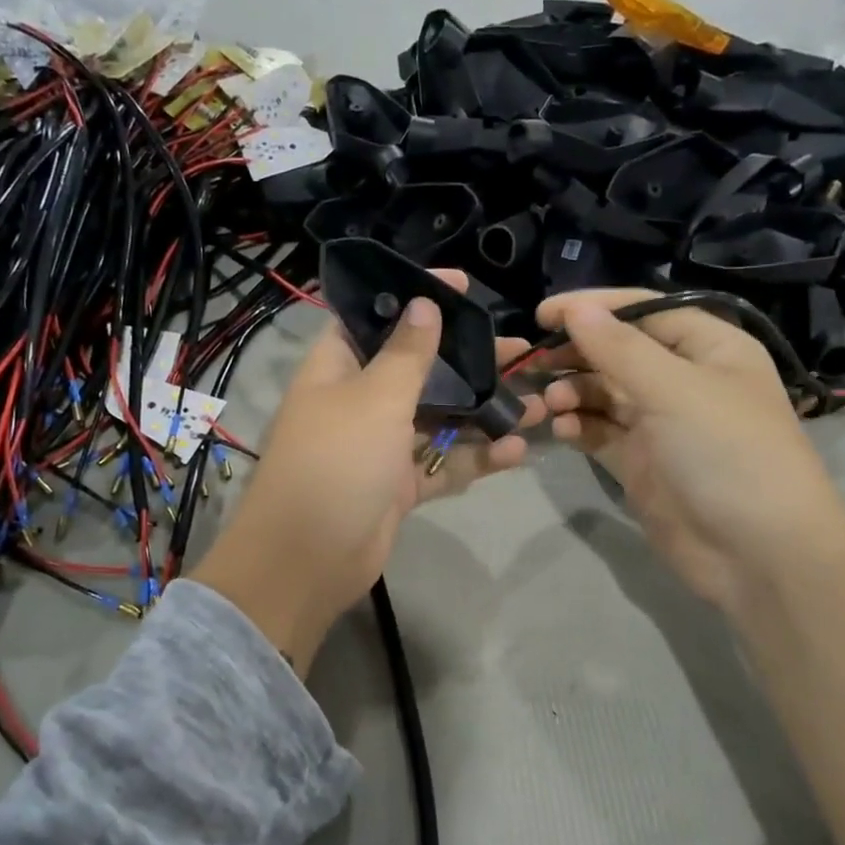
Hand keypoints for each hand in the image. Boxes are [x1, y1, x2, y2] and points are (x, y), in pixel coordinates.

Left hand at [194, 280, 541, 675]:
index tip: (463, 285)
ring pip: (438, 419)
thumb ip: (406, 353)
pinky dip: (475, 458)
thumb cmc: (337, 461)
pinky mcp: (398, 486)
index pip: (375, 318)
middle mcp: (358, 401)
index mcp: (337, 368)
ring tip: (535, 404)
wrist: (309, 558)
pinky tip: (516, 451)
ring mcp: (379, 446)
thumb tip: (423, 305)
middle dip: (468, 359)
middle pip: (419, 369)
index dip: (414, 298)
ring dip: (483, 413)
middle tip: (519, 348)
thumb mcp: (374, 397)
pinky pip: (442, 464)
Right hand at [533, 289, 844, 616]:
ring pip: (605, 394)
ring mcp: (662, 424)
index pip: (645, 311)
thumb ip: (619, 348)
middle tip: (534, 364)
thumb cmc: (727, 452)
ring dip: (573, 392)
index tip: (543, 314)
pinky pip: (601, 433)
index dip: (595, 308)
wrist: (757, 553)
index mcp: (710, 348)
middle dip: (578, 355)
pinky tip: (560, 429)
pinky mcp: (641, 463)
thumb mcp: (674, 389)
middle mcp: (685, 380)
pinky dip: (579, 427)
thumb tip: (577, 308)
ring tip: (547, 403)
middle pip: (619, 352)